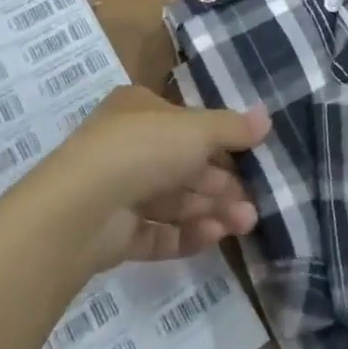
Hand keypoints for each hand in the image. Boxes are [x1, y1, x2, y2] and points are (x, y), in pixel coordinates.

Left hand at [53, 86, 269, 270]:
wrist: (80, 209)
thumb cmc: (143, 149)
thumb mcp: (197, 129)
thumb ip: (232, 127)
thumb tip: (267, 117)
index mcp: (139, 110)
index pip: (186, 124)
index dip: (220, 141)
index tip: (252, 158)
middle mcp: (126, 146)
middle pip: (183, 166)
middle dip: (221, 185)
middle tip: (253, 205)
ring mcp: (116, 192)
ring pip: (173, 201)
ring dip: (210, 210)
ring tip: (244, 225)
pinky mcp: (111, 234)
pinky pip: (156, 232)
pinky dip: (185, 235)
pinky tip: (214, 238)